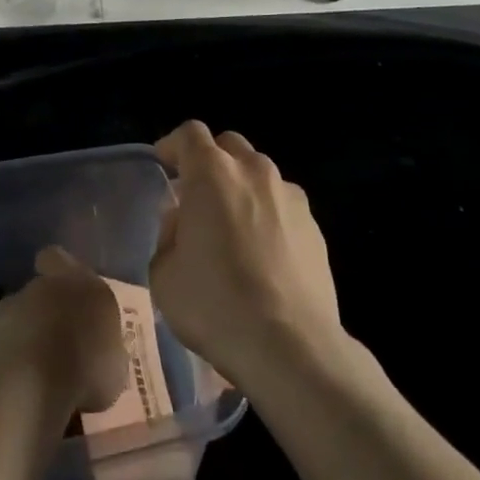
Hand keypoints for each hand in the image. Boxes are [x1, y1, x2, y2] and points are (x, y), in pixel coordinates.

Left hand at [0, 246, 127, 414]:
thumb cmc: (84, 366)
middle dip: (48, 316)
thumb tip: (101, 356)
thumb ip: (106, 350)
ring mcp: (6, 314)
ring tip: (43, 381)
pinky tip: (21, 395)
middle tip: (62, 349)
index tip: (67, 292)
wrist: (24, 385)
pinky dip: (10, 367)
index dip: (59, 270)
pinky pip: (1, 351)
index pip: (57, 258)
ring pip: (19, 321)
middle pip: (39, 293)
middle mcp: (38, 288)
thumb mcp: (114, 365)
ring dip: (27, 342)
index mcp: (76, 282)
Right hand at [150, 122, 341, 386]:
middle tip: (197, 196)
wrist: (290, 346)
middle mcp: (254, 171)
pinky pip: (283, 206)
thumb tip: (184, 224)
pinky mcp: (315, 227)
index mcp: (212, 173)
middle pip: (229, 145)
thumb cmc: (215, 304)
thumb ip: (168, 235)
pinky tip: (263, 254)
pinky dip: (269, 216)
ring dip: (242, 187)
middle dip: (211, 161)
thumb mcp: (164, 274)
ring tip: (233, 227)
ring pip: (260, 174)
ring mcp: (290, 196)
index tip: (164, 165)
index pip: (190, 134)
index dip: (173, 145)